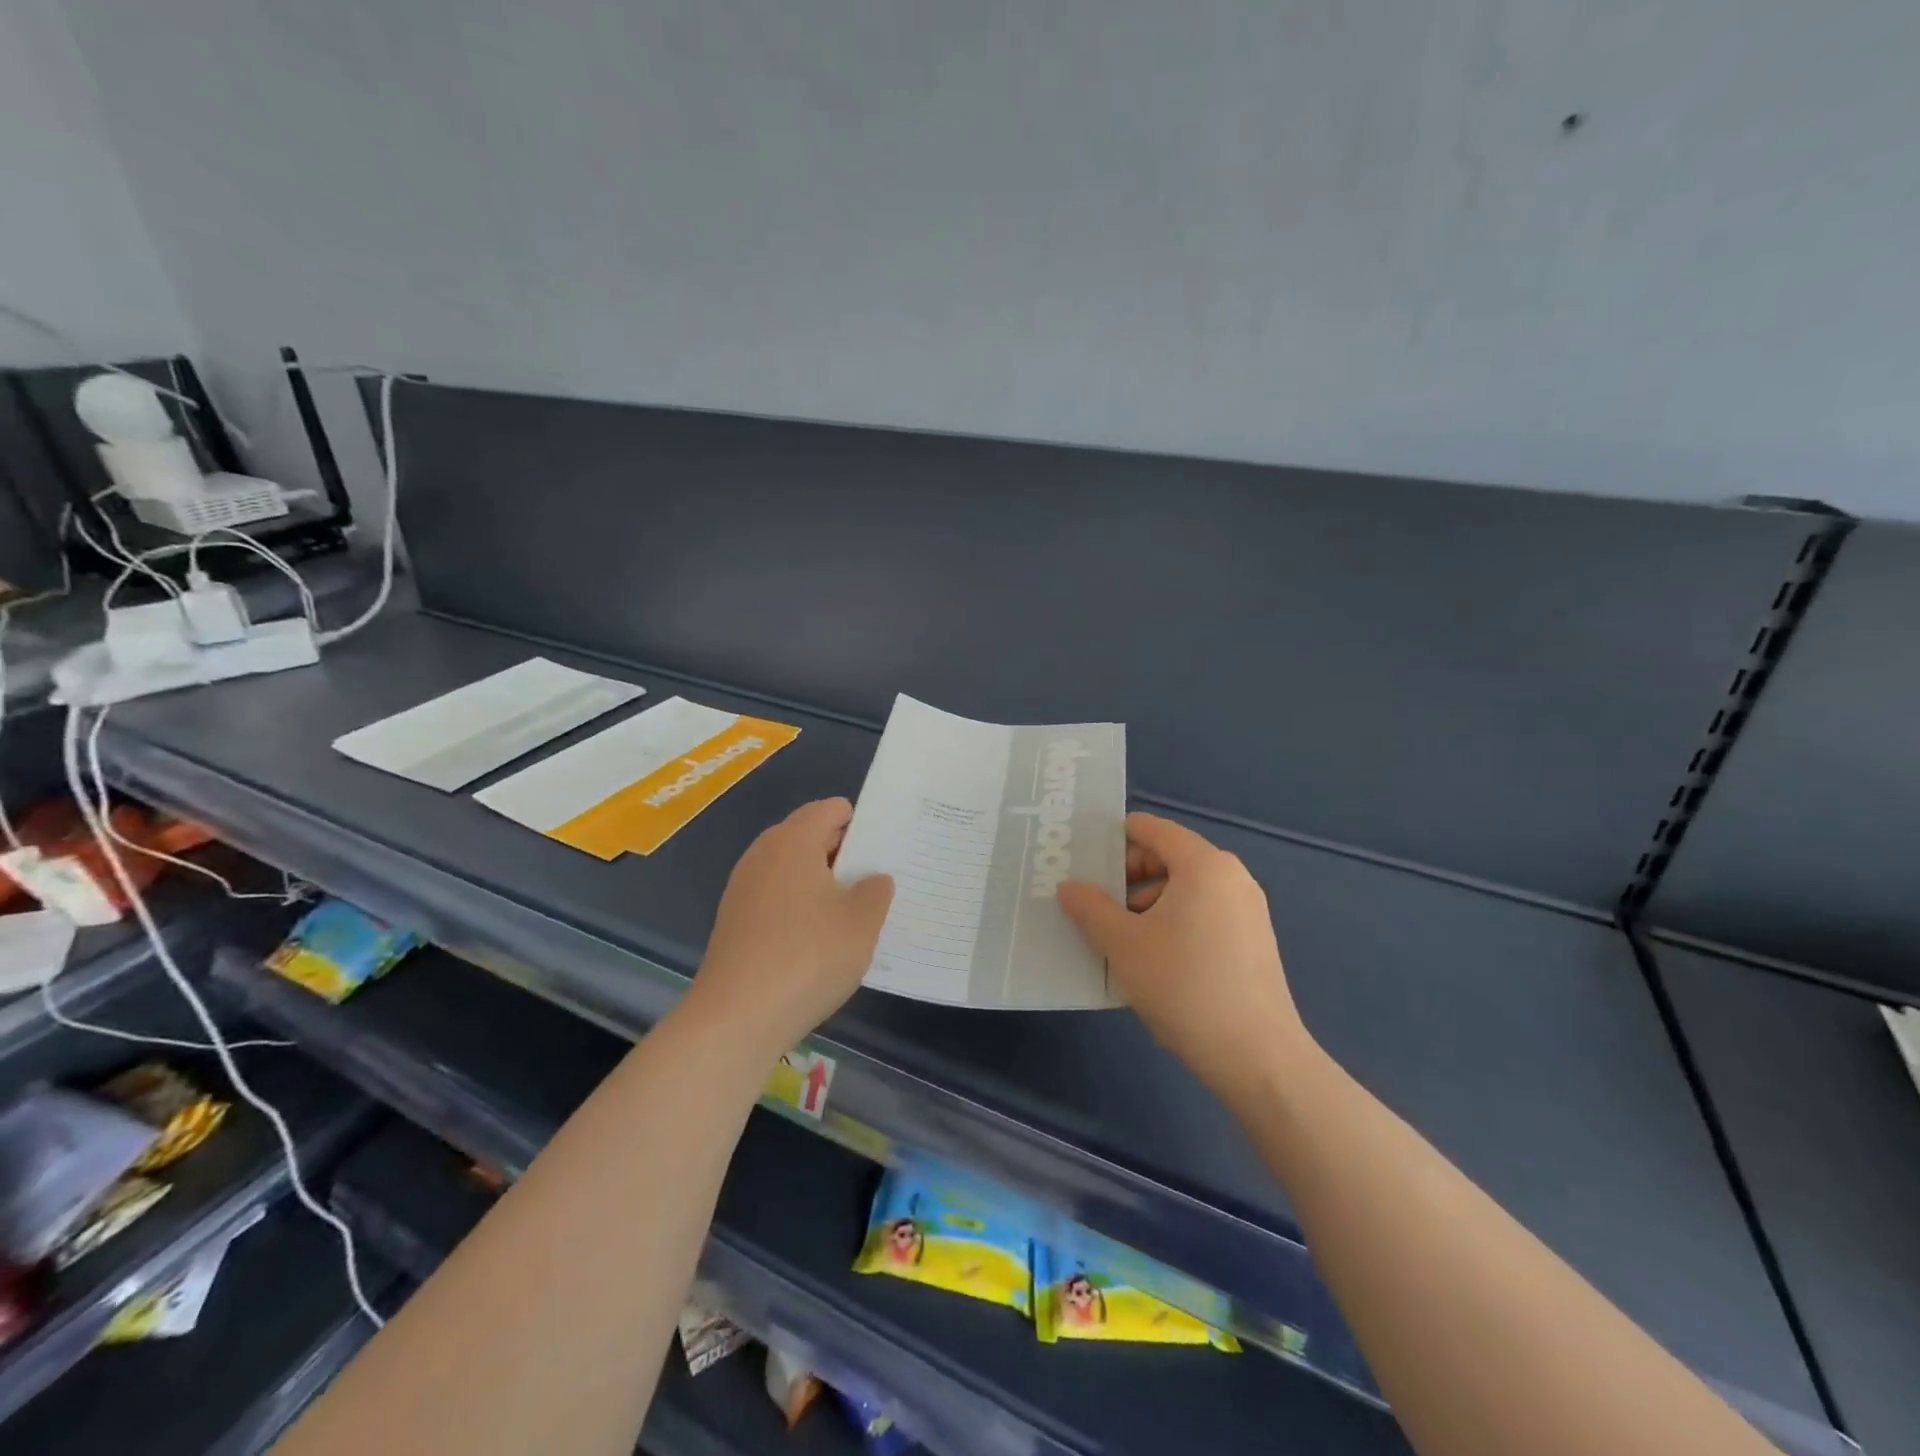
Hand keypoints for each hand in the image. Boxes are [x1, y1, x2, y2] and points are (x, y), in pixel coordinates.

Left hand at [682, 798, 893, 1058]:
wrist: (736, 1018)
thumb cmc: (808, 958)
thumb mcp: (862, 924)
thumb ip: (875, 891)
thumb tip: (872, 879)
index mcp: (793, 841)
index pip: (830, 809)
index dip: (860, 822)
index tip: (884, 848)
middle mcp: (763, 854)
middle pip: (808, 836)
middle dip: (842, 852)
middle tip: (875, 879)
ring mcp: (743, 888)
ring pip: (790, 869)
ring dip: (819, 882)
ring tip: (850, 911)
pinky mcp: (734, 920)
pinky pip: (775, 897)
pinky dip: (798, 906)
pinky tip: (816, 939)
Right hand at [1057, 813, 1310, 1103]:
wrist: (1256, 1057)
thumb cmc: (1183, 985)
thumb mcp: (1122, 944)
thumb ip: (1090, 908)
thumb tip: (1069, 887)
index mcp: (1204, 864)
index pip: (1152, 829)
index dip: (1114, 839)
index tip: (1083, 862)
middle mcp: (1231, 876)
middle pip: (1168, 857)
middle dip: (1127, 877)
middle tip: (1094, 906)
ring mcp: (1247, 910)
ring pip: (1185, 889)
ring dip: (1147, 904)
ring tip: (1118, 940)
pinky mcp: (1253, 941)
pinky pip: (1203, 913)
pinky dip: (1173, 922)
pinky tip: (1153, 961)